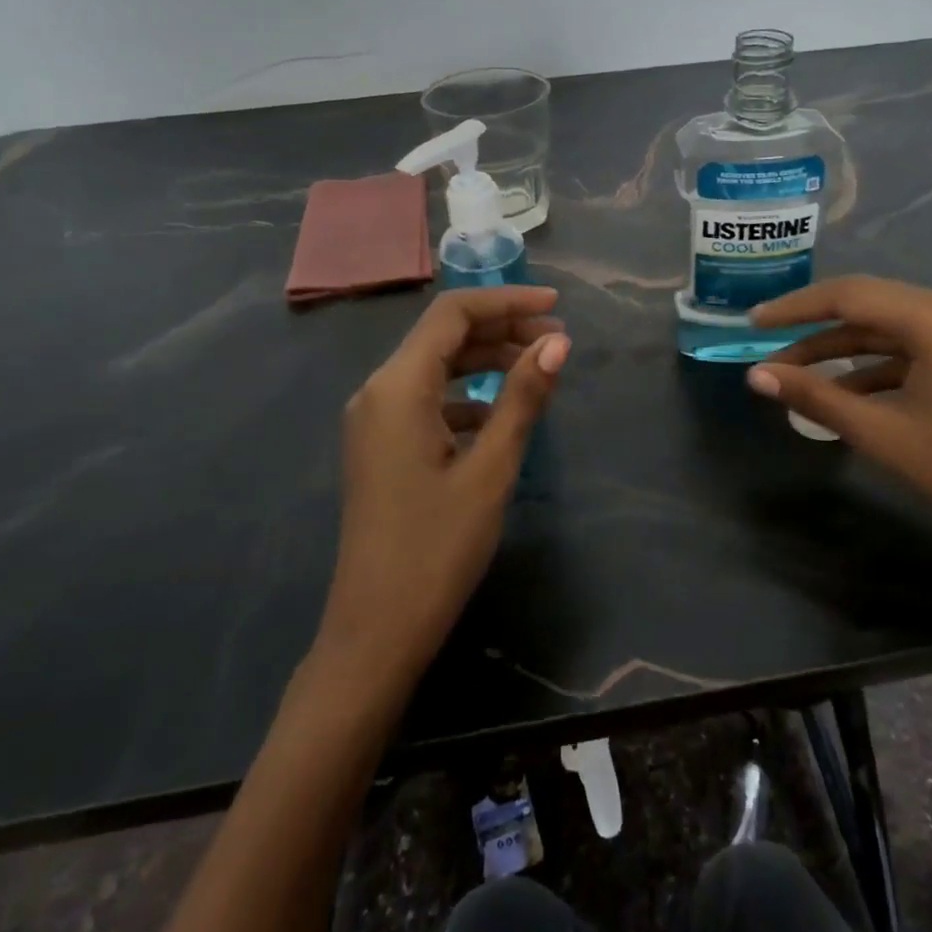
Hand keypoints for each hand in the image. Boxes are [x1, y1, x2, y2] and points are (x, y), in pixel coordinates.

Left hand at [318, 286, 569, 685]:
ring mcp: (374, 420)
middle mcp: (378, 391)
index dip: (507, 301)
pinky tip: (500, 415)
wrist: (376, 631)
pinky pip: (427, 399)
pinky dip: (466, 394)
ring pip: (436, 366)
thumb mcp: (491, 468)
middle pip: (443, 335)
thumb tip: (557, 343)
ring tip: (538, 369)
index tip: (556, 307)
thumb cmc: (437, 549)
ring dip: (486, 360)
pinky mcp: (381, 445)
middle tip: (557, 341)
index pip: (453, 313)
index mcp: (397, 387)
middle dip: (502, 329)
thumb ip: (522, 397)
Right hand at [747, 276, 931, 561]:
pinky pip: (912, 346)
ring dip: (842, 350)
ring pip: (888, 327)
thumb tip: (756, 376)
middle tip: (767, 344)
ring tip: (793, 374)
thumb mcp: (881, 433)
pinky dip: (875, 364)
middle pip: (869, 305)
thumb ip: (814, 396)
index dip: (796, 308)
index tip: (754, 321)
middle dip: (815, 330)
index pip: (851, 296)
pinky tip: (839, 390)